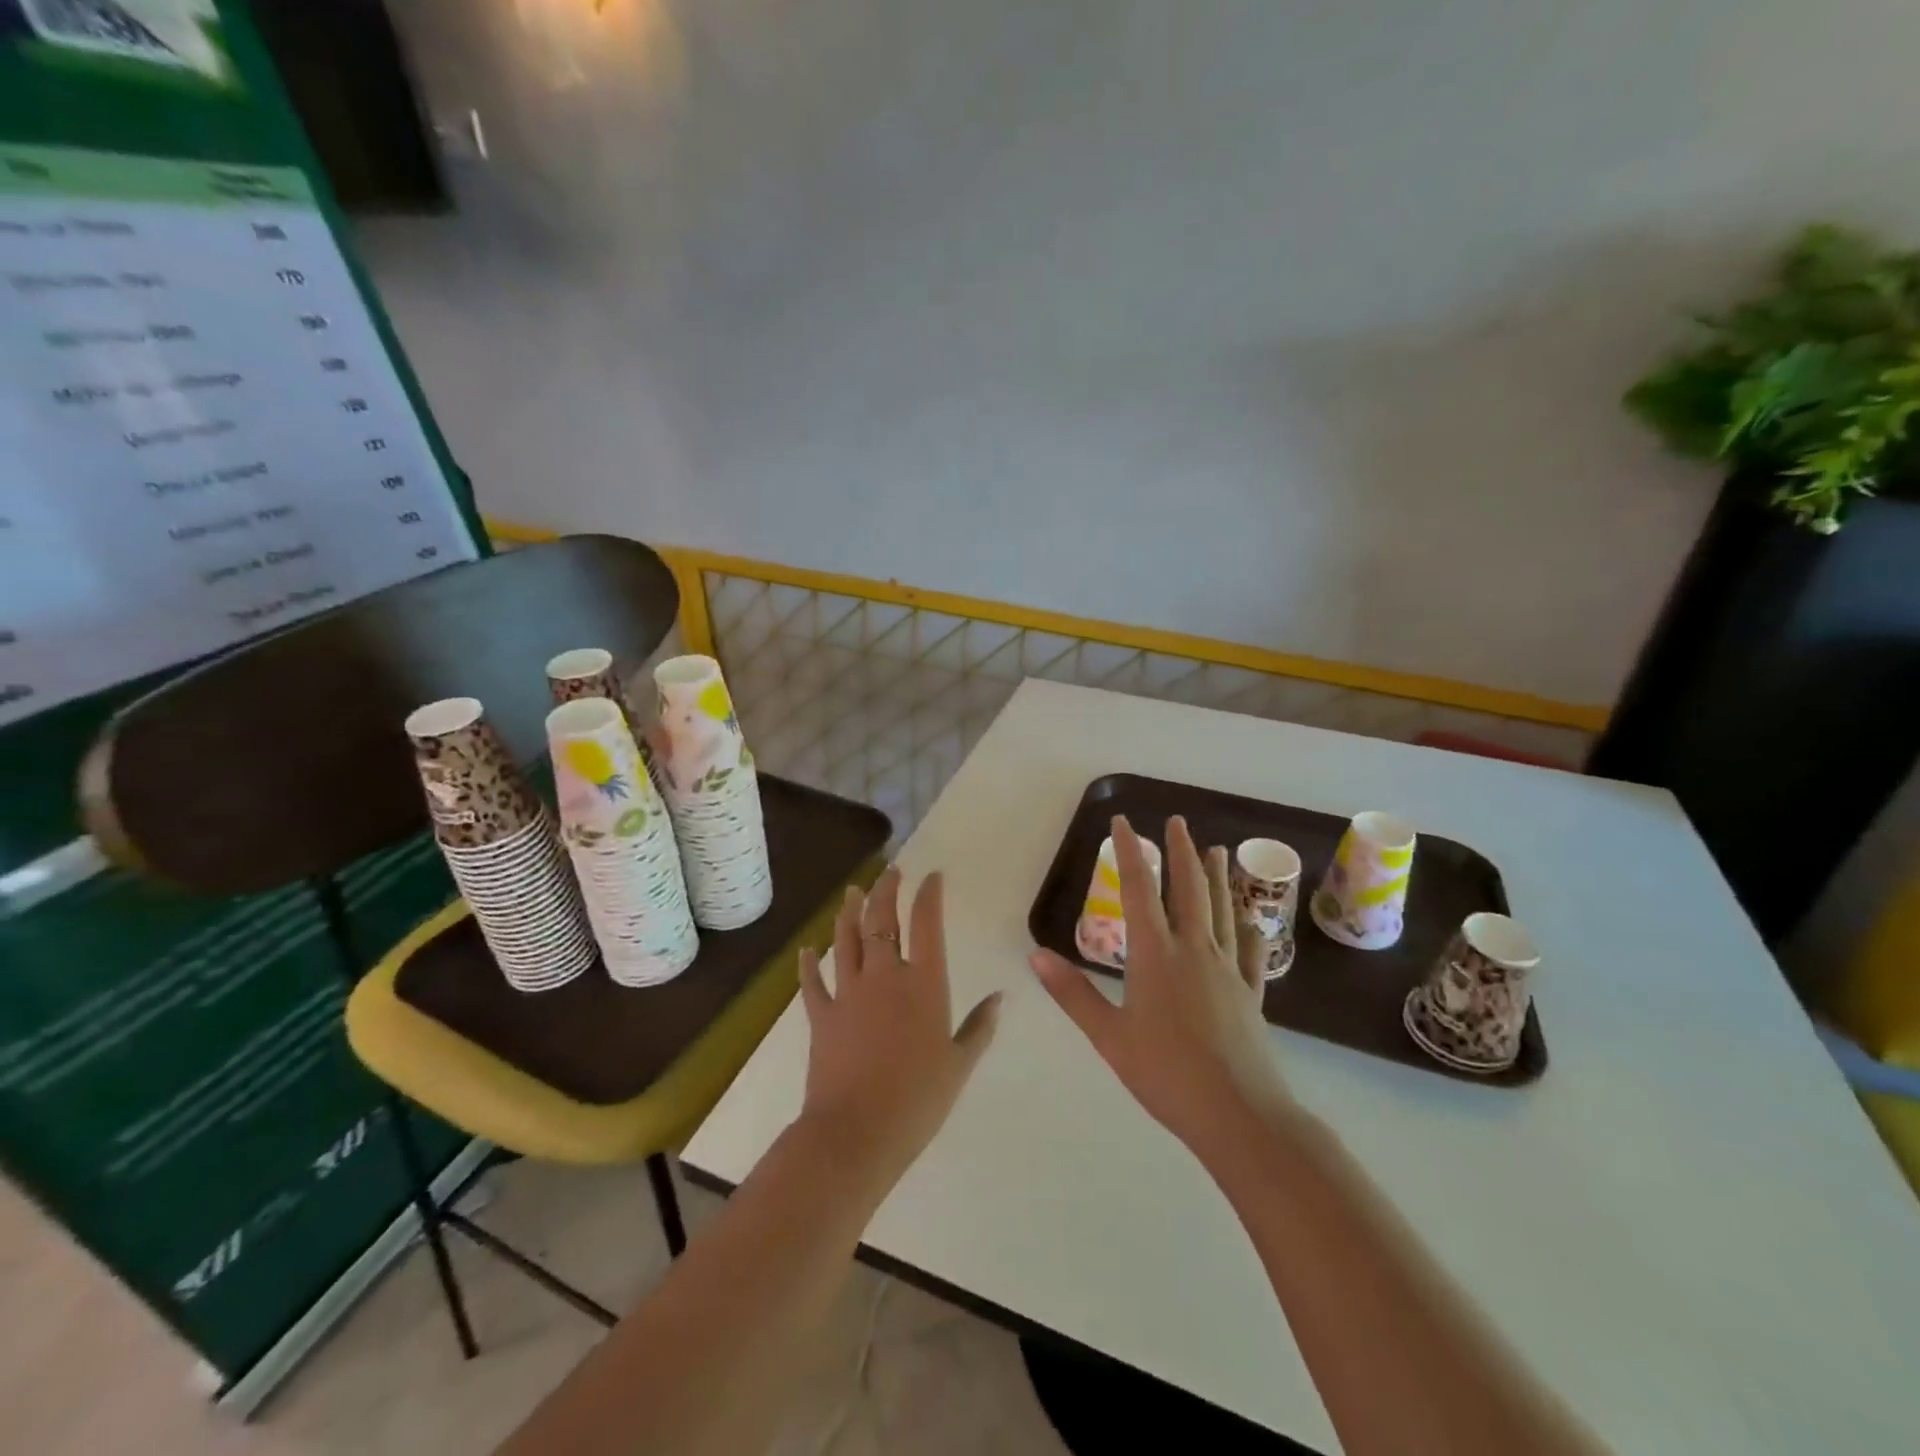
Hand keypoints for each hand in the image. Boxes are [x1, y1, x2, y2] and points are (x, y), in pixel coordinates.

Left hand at [797, 867, 1001, 1184]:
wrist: (857, 1133)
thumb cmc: (918, 1100)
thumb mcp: (959, 1064)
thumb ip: (980, 1027)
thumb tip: (1001, 997)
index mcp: (924, 984)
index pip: (926, 924)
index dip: (929, 894)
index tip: (932, 876)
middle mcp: (885, 976)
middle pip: (881, 919)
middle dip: (886, 890)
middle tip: (890, 872)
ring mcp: (849, 992)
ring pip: (847, 939)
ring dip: (849, 912)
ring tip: (853, 892)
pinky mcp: (821, 1015)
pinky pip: (813, 982)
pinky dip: (809, 964)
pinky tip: (808, 949)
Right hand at [1030, 816, 1292, 1156]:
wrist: (1239, 1114)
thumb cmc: (1165, 1074)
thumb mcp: (1109, 1035)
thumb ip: (1072, 993)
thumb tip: (1035, 955)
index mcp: (1155, 955)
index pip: (1138, 889)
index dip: (1130, 852)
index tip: (1124, 822)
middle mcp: (1194, 950)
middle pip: (1188, 888)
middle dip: (1180, 851)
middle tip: (1177, 821)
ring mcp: (1227, 970)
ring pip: (1220, 910)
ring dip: (1216, 876)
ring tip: (1216, 849)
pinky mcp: (1250, 994)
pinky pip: (1248, 950)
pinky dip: (1245, 928)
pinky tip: (1247, 920)